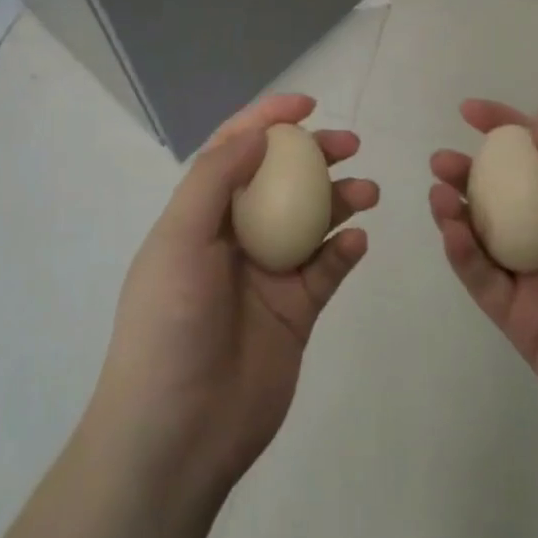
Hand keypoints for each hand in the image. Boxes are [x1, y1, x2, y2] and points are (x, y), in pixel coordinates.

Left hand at [89, 93, 375, 500]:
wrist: (177, 433)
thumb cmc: (169, 323)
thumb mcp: (179, 239)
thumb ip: (216, 179)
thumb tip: (258, 135)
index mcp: (201, 215)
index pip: (235, 151)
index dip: (267, 119)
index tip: (306, 104)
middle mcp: (235, 237)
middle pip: (281, 180)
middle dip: (314, 154)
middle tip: (349, 143)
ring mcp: (268, 275)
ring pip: (311, 221)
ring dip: (340, 199)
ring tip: (367, 191)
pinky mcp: (296, 312)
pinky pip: (327, 270)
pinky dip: (345, 251)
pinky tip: (358, 241)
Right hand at [429, 100, 537, 486]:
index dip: (507, 128)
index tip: (469, 111)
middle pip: (503, 194)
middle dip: (469, 170)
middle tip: (442, 161)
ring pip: (484, 234)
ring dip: (457, 209)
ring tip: (439, 192)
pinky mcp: (521, 321)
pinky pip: (483, 280)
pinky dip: (462, 254)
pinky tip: (452, 232)